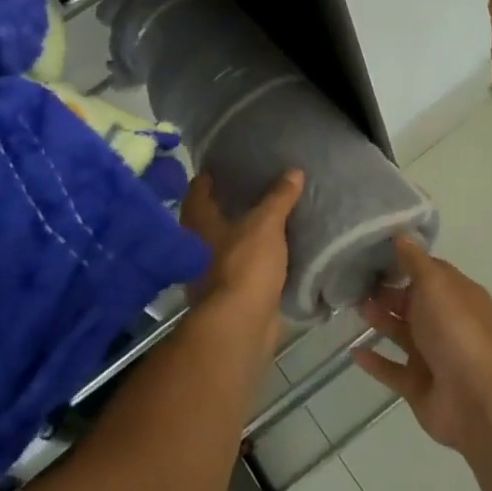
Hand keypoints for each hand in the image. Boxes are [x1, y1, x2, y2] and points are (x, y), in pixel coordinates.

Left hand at [179, 169, 303, 358]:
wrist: (240, 325)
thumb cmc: (244, 265)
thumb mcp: (266, 224)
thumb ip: (279, 197)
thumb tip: (294, 170)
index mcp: (199, 222)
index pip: (198, 189)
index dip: (211, 176)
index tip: (228, 165)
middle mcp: (197, 244)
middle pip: (209, 216)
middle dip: (227, 203)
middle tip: (254, 186)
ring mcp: (210, 271)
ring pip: (225, 242)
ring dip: (241, 232)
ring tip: (267, 215)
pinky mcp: (229, 292)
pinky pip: (241, 265)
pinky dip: (253, 256)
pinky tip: (273, 249)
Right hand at [352, 236, 491, 451]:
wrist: (476, 399)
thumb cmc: (456, 330)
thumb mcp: (436, 284)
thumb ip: (415, 261)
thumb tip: (401, 234)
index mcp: (458, 297)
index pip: (429, 273)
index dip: (404, 263)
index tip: (372, 254)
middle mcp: (448, 324)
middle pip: (413, 303)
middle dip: (386, 292)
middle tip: (354, 282)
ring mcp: (434, 358)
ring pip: (402, 334)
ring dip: (379, 321)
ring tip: (352, 308)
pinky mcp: (419, 387)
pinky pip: (392, 370)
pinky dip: (374, 361)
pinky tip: (353, 351)